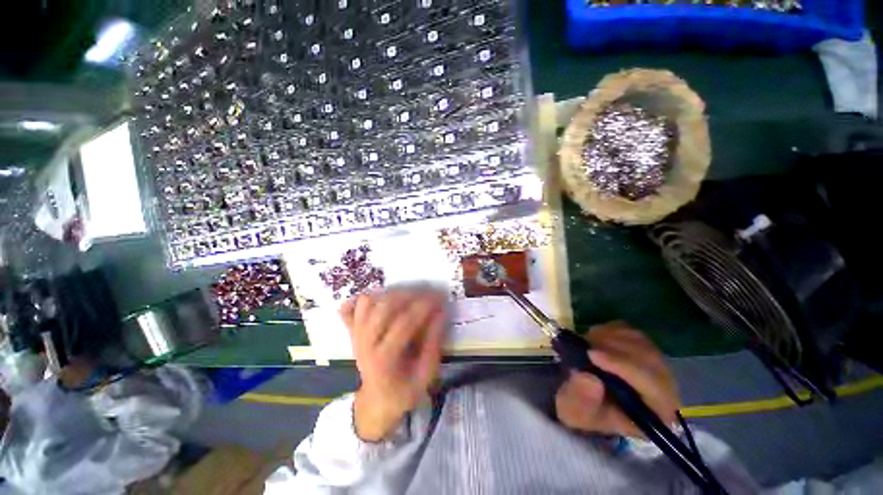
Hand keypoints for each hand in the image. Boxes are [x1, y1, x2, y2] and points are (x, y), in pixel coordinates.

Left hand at [339, 289, 446, 441]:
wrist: (376, 401)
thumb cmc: (404, 390)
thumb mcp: (425, 374)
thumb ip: (433, 343)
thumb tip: (441, 313)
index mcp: (384, 360)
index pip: (404, 323)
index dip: (423, 307)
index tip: (440, 298)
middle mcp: (365, 343)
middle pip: (383, 307)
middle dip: (410, 295)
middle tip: (428, 294)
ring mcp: (355, 335)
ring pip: (368, 301)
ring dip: (391, 294)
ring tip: (410, 297)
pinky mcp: (351, 331)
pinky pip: (352, 306)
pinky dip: (367, 298)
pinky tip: (383, 299)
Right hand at [555, 322, 680, 437]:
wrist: (580, 396)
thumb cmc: (581, 410)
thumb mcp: (575, 411)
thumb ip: (582, 399)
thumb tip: (590, 378)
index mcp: (655, 413)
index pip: (654, 387)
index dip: (624, 367)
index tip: (592, 355)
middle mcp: (664, 388)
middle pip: (651, 360)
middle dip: (615, 349)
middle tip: (585, 344)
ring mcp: (653, 364)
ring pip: (640, 342)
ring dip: (611, 337)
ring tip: (586, 342)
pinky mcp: (639, 346)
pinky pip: (630, 331)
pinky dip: (610, 329)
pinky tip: (595, 338)